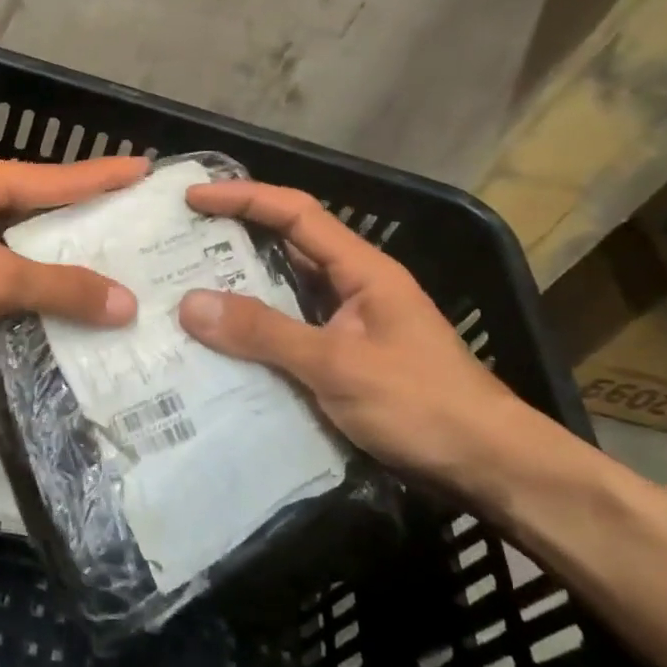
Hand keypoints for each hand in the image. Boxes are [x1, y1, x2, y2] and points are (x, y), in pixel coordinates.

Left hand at [0, 152, 145, 355]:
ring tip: (102, 274)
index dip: (103, 175)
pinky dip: (14, 288)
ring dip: (48, 263)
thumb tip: (125, 301)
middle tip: (134, 233)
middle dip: (81, 223)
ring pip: (8, 245)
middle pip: (34, 208)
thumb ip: (57, 288)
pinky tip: (42, 308)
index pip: (56, 177)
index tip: (146, 168)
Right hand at [175, 182, 528, 487]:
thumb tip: (189, 303)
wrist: (490, 468)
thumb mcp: (339, 364)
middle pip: (285, 247)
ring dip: (238, 290)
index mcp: (361, 269)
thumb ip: (265, 332)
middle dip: (231, 240)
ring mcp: (347, 326)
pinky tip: (218, 346)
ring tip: (182, 291)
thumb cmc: (422, 405)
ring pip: (283, 293)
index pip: (296, 213)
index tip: (193, 199)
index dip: (244, 198)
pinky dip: (252, 333)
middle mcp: (352, 288)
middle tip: (175, 245)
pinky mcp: (342, 361)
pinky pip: (286, 333)